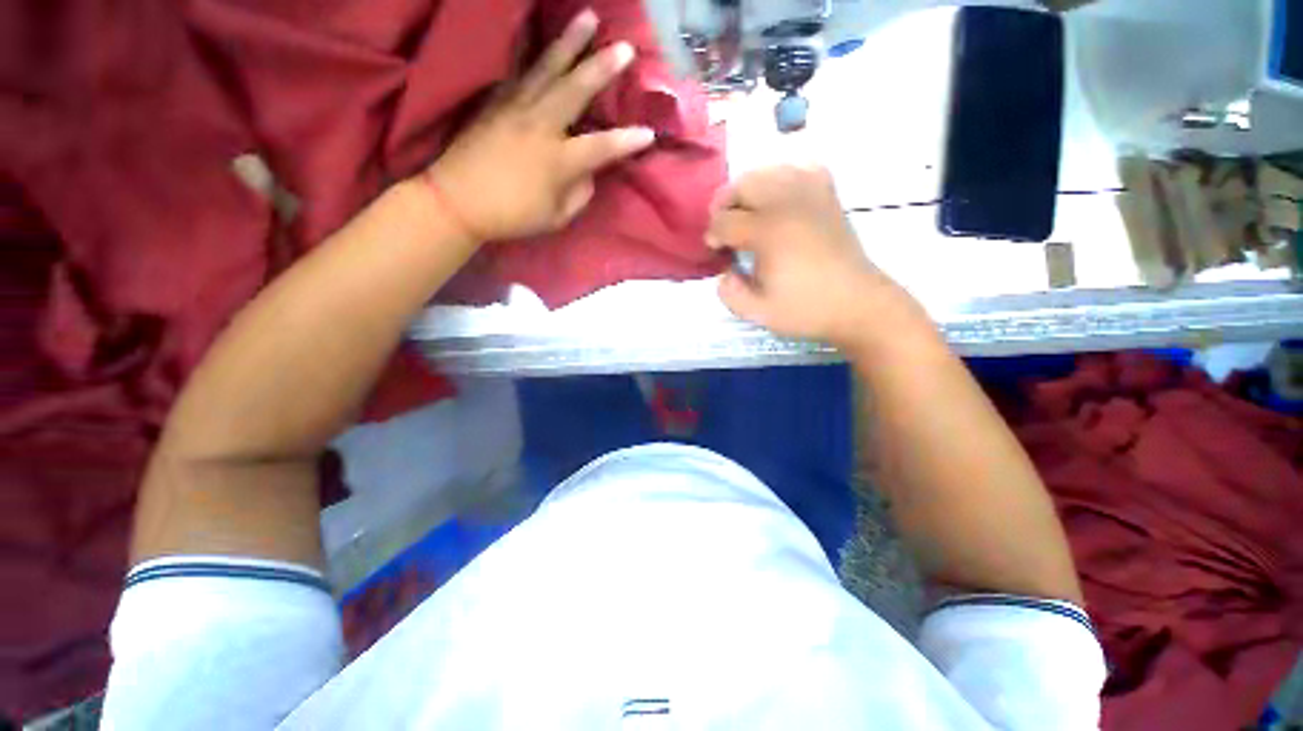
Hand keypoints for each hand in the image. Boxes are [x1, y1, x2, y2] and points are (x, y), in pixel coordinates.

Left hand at [425, 9, 654, 241]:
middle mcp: (541, 127)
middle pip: (575, 90)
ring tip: (587, 18)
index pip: (603, 148)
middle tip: (624, 47)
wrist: (457, 201)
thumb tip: (588, 173)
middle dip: (602, 67)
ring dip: (569, 43)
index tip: (649, 134)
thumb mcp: (556, 218)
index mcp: (559, 161)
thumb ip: (579, 194)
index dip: (628, 142)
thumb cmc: (512, 216)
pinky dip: (532, 55)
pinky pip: (518, 73)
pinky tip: (539, 40)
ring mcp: (516, 109)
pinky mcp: (496, 103)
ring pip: (547, 70)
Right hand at [706, 165, 922, 350]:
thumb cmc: (806, 309)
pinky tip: (780, 196)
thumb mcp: (757, 313)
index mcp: (768, 233)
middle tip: (724, 228)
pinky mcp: (827, 196)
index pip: (725, 220)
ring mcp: (811, 195)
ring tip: (747, 212)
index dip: (713, 234)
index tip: (715, 250)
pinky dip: (783, 176)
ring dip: (749, 189)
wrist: (856, 304)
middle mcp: (787, 204)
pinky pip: (801, 168)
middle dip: (724, 204)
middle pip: (743, 184)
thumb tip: (725, 271)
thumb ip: (729, 293)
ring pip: (768, 170)